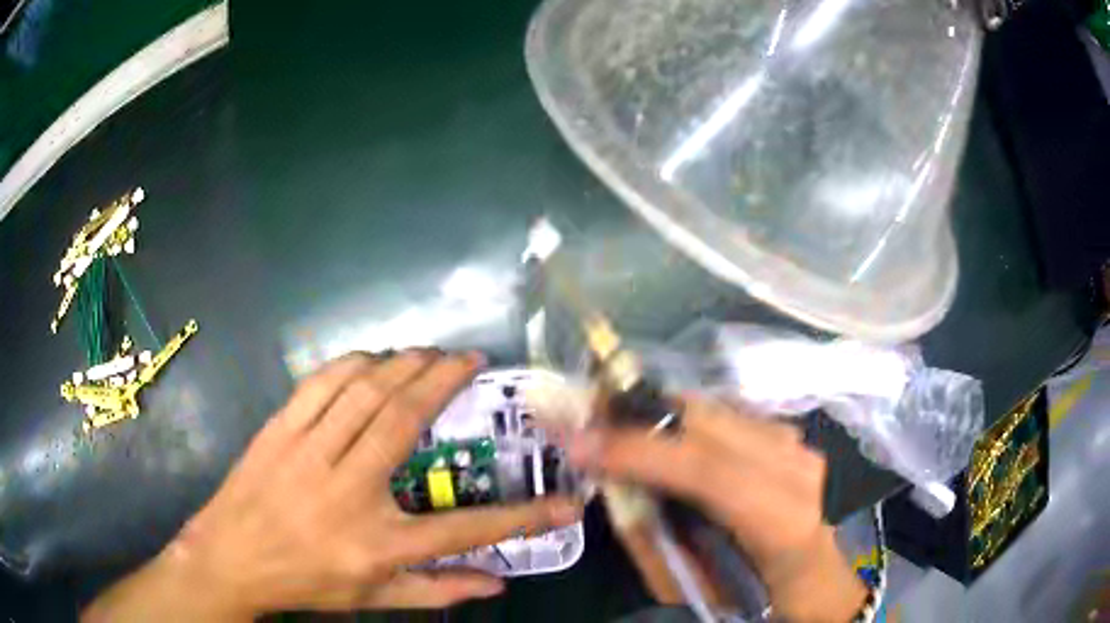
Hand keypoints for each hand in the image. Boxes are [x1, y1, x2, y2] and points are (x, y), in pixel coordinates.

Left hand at [84, 350, 581, 621]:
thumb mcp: (374, 599)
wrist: (231, 558)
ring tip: (430, 351)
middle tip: (472, 359)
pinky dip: (353, 363)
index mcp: (376, 544)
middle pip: (405, 422)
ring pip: (363, 391)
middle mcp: (346, 491)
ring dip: (403, 363)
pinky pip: (320, 384)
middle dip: (445, 380)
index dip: (523, 518)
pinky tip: (374, 359)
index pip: (465, 532)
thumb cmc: (306, 581)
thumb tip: (496, 584)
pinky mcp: (279, 430)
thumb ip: (436, 591)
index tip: (564, 503)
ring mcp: (307, 453)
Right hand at [566, 398, 865, 622]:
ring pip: (716, 410)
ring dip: (660, 415)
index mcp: (783, 522)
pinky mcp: (789, 434)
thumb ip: (649, 540)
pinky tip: (665, 437)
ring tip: (618, 427)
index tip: (581, 444)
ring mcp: (798, 444)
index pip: (711, 474)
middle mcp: (797, 469)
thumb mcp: (691, 589)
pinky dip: (686, 419)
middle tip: (588, 419)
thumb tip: (613, 485)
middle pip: (711, 423)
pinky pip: (725, 413)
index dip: (643, 453)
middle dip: (641, 415)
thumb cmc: (752, 592)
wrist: (811, 573)